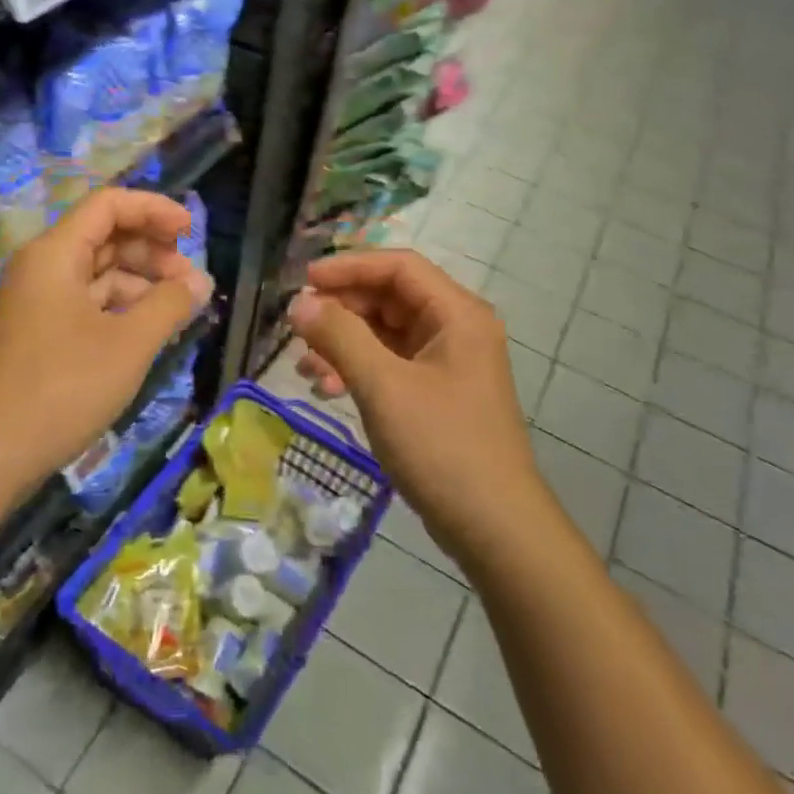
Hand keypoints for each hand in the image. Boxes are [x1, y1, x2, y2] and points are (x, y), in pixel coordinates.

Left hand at [0, 188, 212, 490]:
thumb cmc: (62, 388)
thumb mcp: (128, 345)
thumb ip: (170, 305)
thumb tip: (201, 281)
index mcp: (55, 254)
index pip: (108, 206)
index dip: (153, 210)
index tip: (191, 232)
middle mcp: (42, 268)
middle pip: (104, 237)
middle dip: (152, 251)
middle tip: (191, 281)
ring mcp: (38, 303)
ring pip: (97, 274)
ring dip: (140, 283)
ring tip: (178, 309)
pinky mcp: (39, 334)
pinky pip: (86, 304)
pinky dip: (120, 309)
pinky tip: (148, 330)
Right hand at [289, 249, 537, 556]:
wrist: (494, 527)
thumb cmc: (442, 446)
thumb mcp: (383, 387)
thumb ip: (339, 337)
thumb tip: (299, 302)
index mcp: (457, 314)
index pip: (398, 267)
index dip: (349, 267)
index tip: (304, 281)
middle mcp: (456, 329)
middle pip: (390, 297)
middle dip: (342, 309)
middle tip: (298, 327)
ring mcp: (448, 363)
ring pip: (386, 333)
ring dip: (344, 342)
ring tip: (305, 366)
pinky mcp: (437, 393)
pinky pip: (391, 364)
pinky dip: (358, 369)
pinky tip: (327, 387)